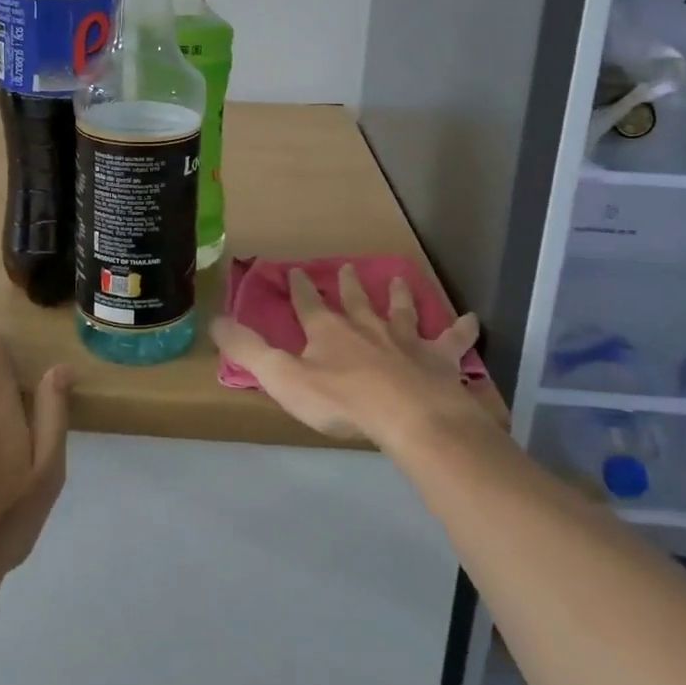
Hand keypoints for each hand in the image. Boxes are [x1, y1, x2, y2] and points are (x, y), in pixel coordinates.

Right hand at [211, 266, 500, 445]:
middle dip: (349, 285)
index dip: (301, 288)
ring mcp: (405, 340)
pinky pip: (451, 341)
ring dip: (398, 296)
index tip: (296, 270)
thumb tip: (214, 320)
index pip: (309, 303)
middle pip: (356, 301)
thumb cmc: (342, 401)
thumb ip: (248, 350)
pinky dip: (460, 330)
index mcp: (328, 332)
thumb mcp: (283, 378)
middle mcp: (366, 327)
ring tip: (399, 278)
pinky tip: (472, 319)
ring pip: (400, 311)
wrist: (408, 416)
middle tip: (349, 268)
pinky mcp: (437, 358)